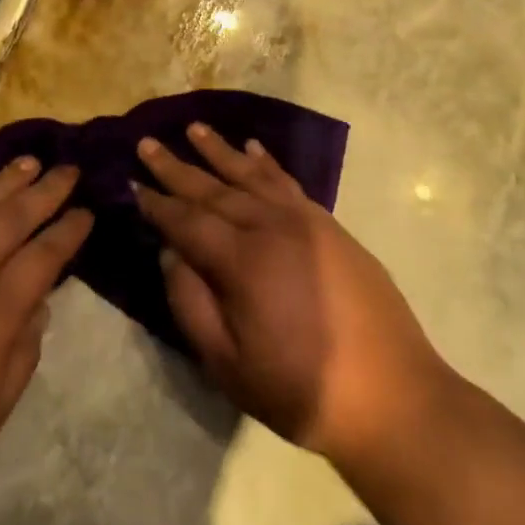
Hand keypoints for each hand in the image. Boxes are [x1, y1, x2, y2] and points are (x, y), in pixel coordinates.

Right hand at [134, 125, 448, 469]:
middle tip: (148, 142)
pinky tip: (253, 148)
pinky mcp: (329, 226)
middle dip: (177, 167)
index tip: (132, 183)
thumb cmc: (301, 390)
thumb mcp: (229, 364)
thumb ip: (191, 304)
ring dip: (220, 151)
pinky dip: (267, 163)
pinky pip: (288, 182)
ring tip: (194, 128)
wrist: (393, 395)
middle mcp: (271, 227)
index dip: (157, 204)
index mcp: (242, 261)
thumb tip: (170, 253)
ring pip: (252, 175)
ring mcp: (305, 221)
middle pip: (214, 189)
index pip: (187, 221)